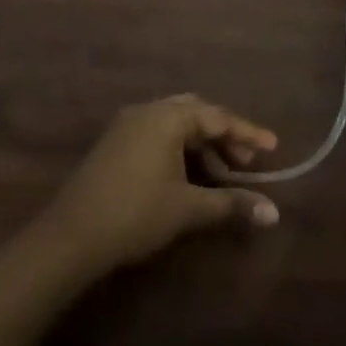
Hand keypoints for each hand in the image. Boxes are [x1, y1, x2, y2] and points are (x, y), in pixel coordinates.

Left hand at [40, 96, 279, 274]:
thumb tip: (273, 213)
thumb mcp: (188, 209)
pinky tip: (190, 177)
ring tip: (223, 176)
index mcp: (166, 116)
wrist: (72, 235)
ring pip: (176, 124)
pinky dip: (181, 149)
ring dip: (202, 145)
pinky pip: (159, 134)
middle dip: (224, 135)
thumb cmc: (136, 213)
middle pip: (196, 113)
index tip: (273, 147)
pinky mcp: (116, 143)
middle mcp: (147, 110)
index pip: (216, 116)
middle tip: (246, 163)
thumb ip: (231, 204)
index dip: (247, 132)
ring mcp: (128, 124)